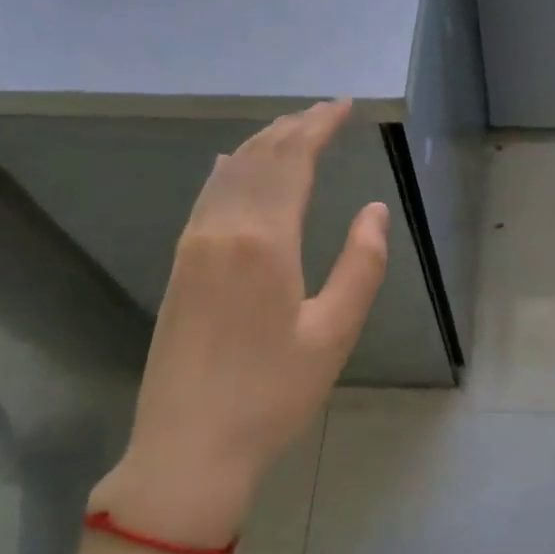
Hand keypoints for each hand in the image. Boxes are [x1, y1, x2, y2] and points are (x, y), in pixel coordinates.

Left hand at [87, 100, 388, 550]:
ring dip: (262, 145)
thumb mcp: (334, 333)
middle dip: (292, 128)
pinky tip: (233, 167)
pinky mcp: (179, 268)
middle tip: (324, 111)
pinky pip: (207, 198)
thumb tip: (374, 211)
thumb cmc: (273, 395)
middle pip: (259, 160)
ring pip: (229, 175)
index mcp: (264, 242)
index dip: (318, 127)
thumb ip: (361, 265)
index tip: (343, 105)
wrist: (189, 448)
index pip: (292, 162)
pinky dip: (229, 172)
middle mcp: (222, 231)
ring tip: (290, 130)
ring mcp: (192, 248)